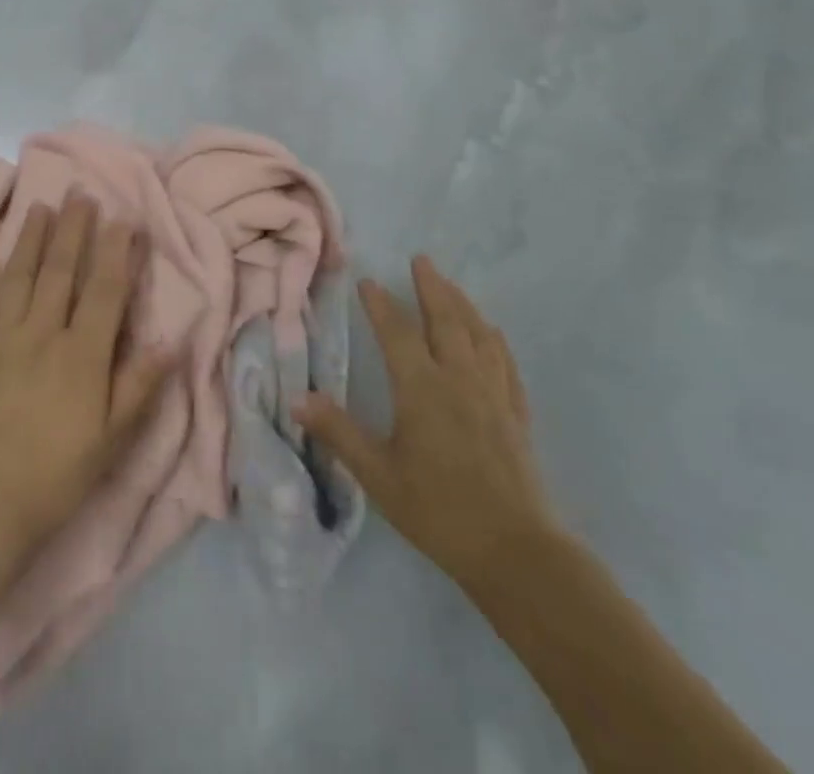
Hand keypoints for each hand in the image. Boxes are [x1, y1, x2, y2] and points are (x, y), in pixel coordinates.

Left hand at [0, 197, 171, 557]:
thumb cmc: (57, 473)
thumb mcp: (112, 438)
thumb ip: (139, 386)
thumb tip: (171, 341)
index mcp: (82, 354)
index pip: (105, 290)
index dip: (116, 251)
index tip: (124, 218)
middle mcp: (42, 333)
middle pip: (60, 270)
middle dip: (73, 228)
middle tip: (80, 193)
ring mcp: (2, 338)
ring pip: (19, 276)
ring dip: (30, 238)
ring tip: (39, 205)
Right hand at [296, 256, 554, 587]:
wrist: (516, 553)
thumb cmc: (439, 511)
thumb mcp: (378, 475)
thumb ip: (339, 433)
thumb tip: (297, 398)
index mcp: (422, 389)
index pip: (396, 333)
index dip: (380, 304)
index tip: (367, 281)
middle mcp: (459, 380)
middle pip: (445, 321)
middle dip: (431, 287)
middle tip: (421, 260)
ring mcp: (493, 395)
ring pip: (478, 335)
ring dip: (463, 305)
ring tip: (451, 286)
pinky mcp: (517, 415)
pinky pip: (506, 364)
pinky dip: (495, 341)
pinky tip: (493, 334)